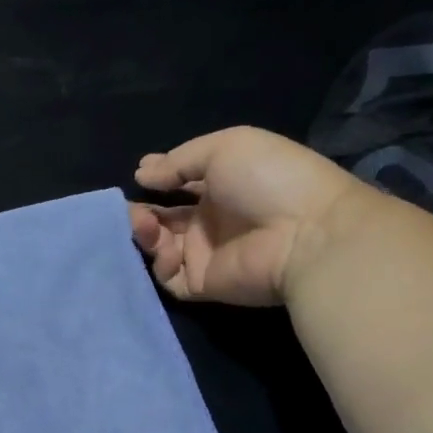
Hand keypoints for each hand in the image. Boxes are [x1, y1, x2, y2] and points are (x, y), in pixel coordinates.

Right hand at [130, 127, 368, 306]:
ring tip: (141, 222)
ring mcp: (206, 254)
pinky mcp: (203, 283)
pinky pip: (168, 277)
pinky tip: (162, 246)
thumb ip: (178, 161)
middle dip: (143, 211)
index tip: (140, 175)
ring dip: (144, 233)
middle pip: (165, 218)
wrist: (304, 232)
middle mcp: (212, 221)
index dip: (160, 179)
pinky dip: (158, 263)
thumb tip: (141, 173)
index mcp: (223, 186)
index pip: (182, 184)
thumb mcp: (224, 148)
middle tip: (128, 206)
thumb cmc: (267, 179)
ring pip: (160, 247)